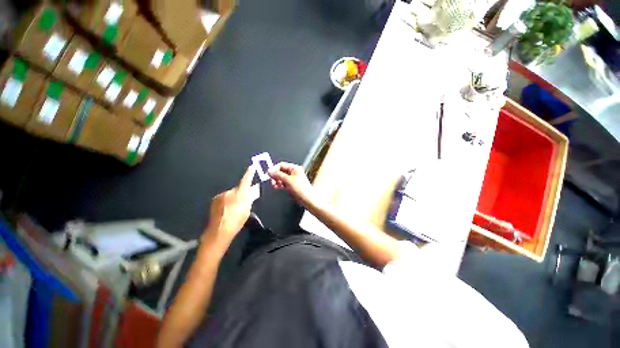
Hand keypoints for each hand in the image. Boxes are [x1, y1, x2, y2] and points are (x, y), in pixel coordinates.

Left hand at [204, 166, 256, 245]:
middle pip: (237, 189)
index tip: (252, 166)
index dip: (250, 173)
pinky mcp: (214, 200)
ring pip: (229, 195)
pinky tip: (225, 211)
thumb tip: (250, 193)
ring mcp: (221, 196)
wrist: (220, 230)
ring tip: (232, 210)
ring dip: (232, 199)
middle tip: (241, 204)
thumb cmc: (237, 220)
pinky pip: (223, 199)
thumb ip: (249, 199)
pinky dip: (225, 202)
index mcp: (240, 193)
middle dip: (240, 194)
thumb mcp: (247, 209)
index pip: (246, 180)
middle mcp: (230, 191)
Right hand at [268, 162, 316, 207]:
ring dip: (277, 181)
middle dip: (275, 176)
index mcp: (295, 168)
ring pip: (281, 178)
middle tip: (272, 181)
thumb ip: (278, 175)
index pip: (281, 165)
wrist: (307, 199)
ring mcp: (292, 179)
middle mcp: (294, 172)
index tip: (270, 174)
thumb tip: (270, 171)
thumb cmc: (302, 189)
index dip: (275, 169)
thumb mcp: (288, 180)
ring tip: (276, 185)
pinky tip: (278, 187)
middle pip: (280, 171)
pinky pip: (283, 183)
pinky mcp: (291, 185)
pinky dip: (280, 185)